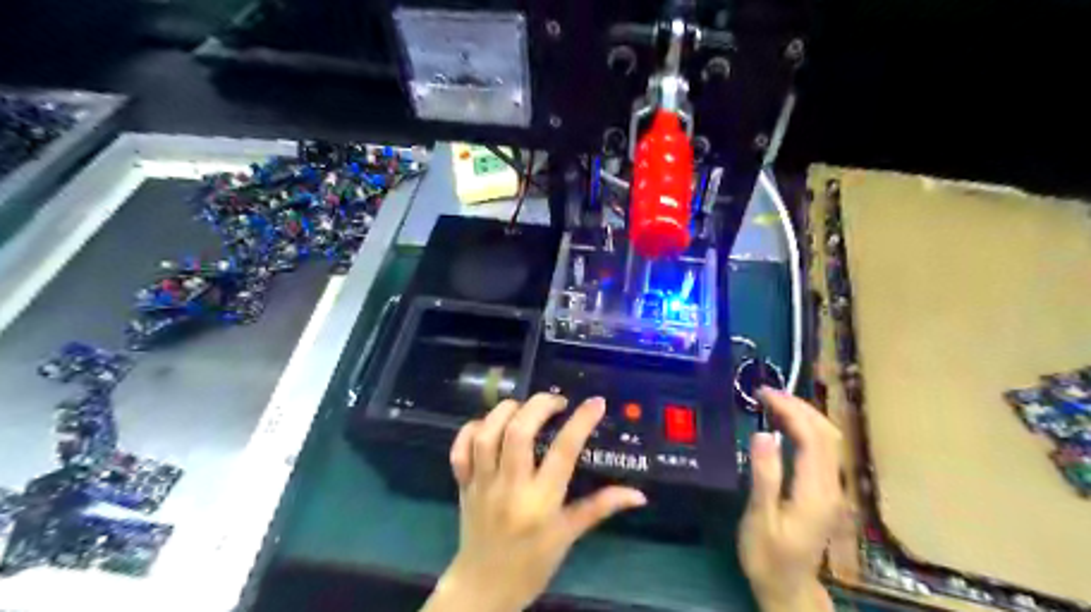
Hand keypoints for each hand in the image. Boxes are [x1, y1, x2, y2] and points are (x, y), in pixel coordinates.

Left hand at [425, 396, 645, 611]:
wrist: (483, 589)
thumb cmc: (532, 564)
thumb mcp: (569, 535)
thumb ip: (600, 507)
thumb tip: (638, 494)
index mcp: (541, 502)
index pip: (563, 452)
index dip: (581, 421)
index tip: (596, 403)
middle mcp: (510, 487)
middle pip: (518, 433)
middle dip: (539, 406)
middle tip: (557, 401)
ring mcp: (482, 484)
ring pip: (487, 435)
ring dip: (506, 411)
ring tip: (524, 407)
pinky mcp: (462, 484)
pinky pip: (460, 450)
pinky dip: (471, 429)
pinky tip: (489, 424)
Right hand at [741, 390, 841, 611]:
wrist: (789, 588)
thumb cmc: (768, 555)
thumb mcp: (760, 518)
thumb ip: (764, 476)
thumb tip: (765, 433)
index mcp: (815, 491)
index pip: (811, 438)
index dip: (790, 410)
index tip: (763, 394)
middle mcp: (831, 485)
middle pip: (826, 434)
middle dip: (799, 406)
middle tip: (767, 393)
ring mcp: (832, 488)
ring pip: (829, 440)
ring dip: (805, 415)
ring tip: (774, 402)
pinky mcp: (826, 491)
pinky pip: (823, 450)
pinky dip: (807, 429)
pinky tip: (787, 426)